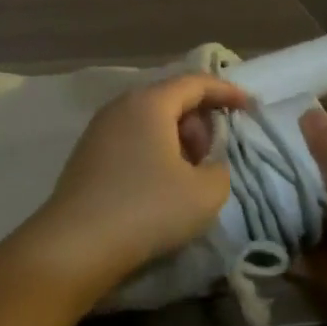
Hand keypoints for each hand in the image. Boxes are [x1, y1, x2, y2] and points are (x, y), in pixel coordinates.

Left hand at [23, 72, 250, 293]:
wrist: (77, 243)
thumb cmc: (148, 208)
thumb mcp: (205, 192)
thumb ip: (219, 168)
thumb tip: (207, 164)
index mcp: (149, 102)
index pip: (195, 82)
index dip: (226, 91)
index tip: (249, 107)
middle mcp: (120, 106)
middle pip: (170, 99)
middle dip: (199, 121)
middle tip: (213, 155)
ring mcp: (99, 129)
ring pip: (149, 120)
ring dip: (176, 139)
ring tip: (189, 174)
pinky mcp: (87, 154)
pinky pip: (131, 138)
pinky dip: (153, 151)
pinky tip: (159, 185)